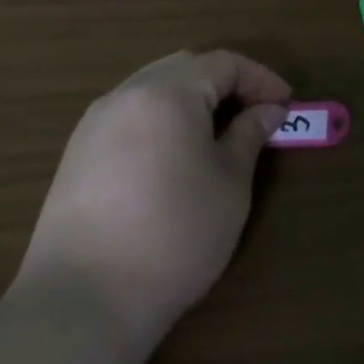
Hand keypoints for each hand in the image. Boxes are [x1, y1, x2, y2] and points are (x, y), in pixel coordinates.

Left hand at [15, 50, 289, 338]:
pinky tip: (176, 154)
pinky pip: (130, 114)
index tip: (287, 105)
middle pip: (185, 67)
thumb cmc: (175, 235)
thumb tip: (268, 111)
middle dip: (226, 82)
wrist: (84, 300)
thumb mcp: (230, 184)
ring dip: (192, 98)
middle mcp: (126, 95)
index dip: (261, 78)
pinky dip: (162, 117)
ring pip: (153, 87)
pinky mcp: (76, 154)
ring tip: (220, 133)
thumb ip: (249, 135)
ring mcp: (94, 123)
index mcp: (167, 93)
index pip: (223, 63)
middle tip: (257, 113)